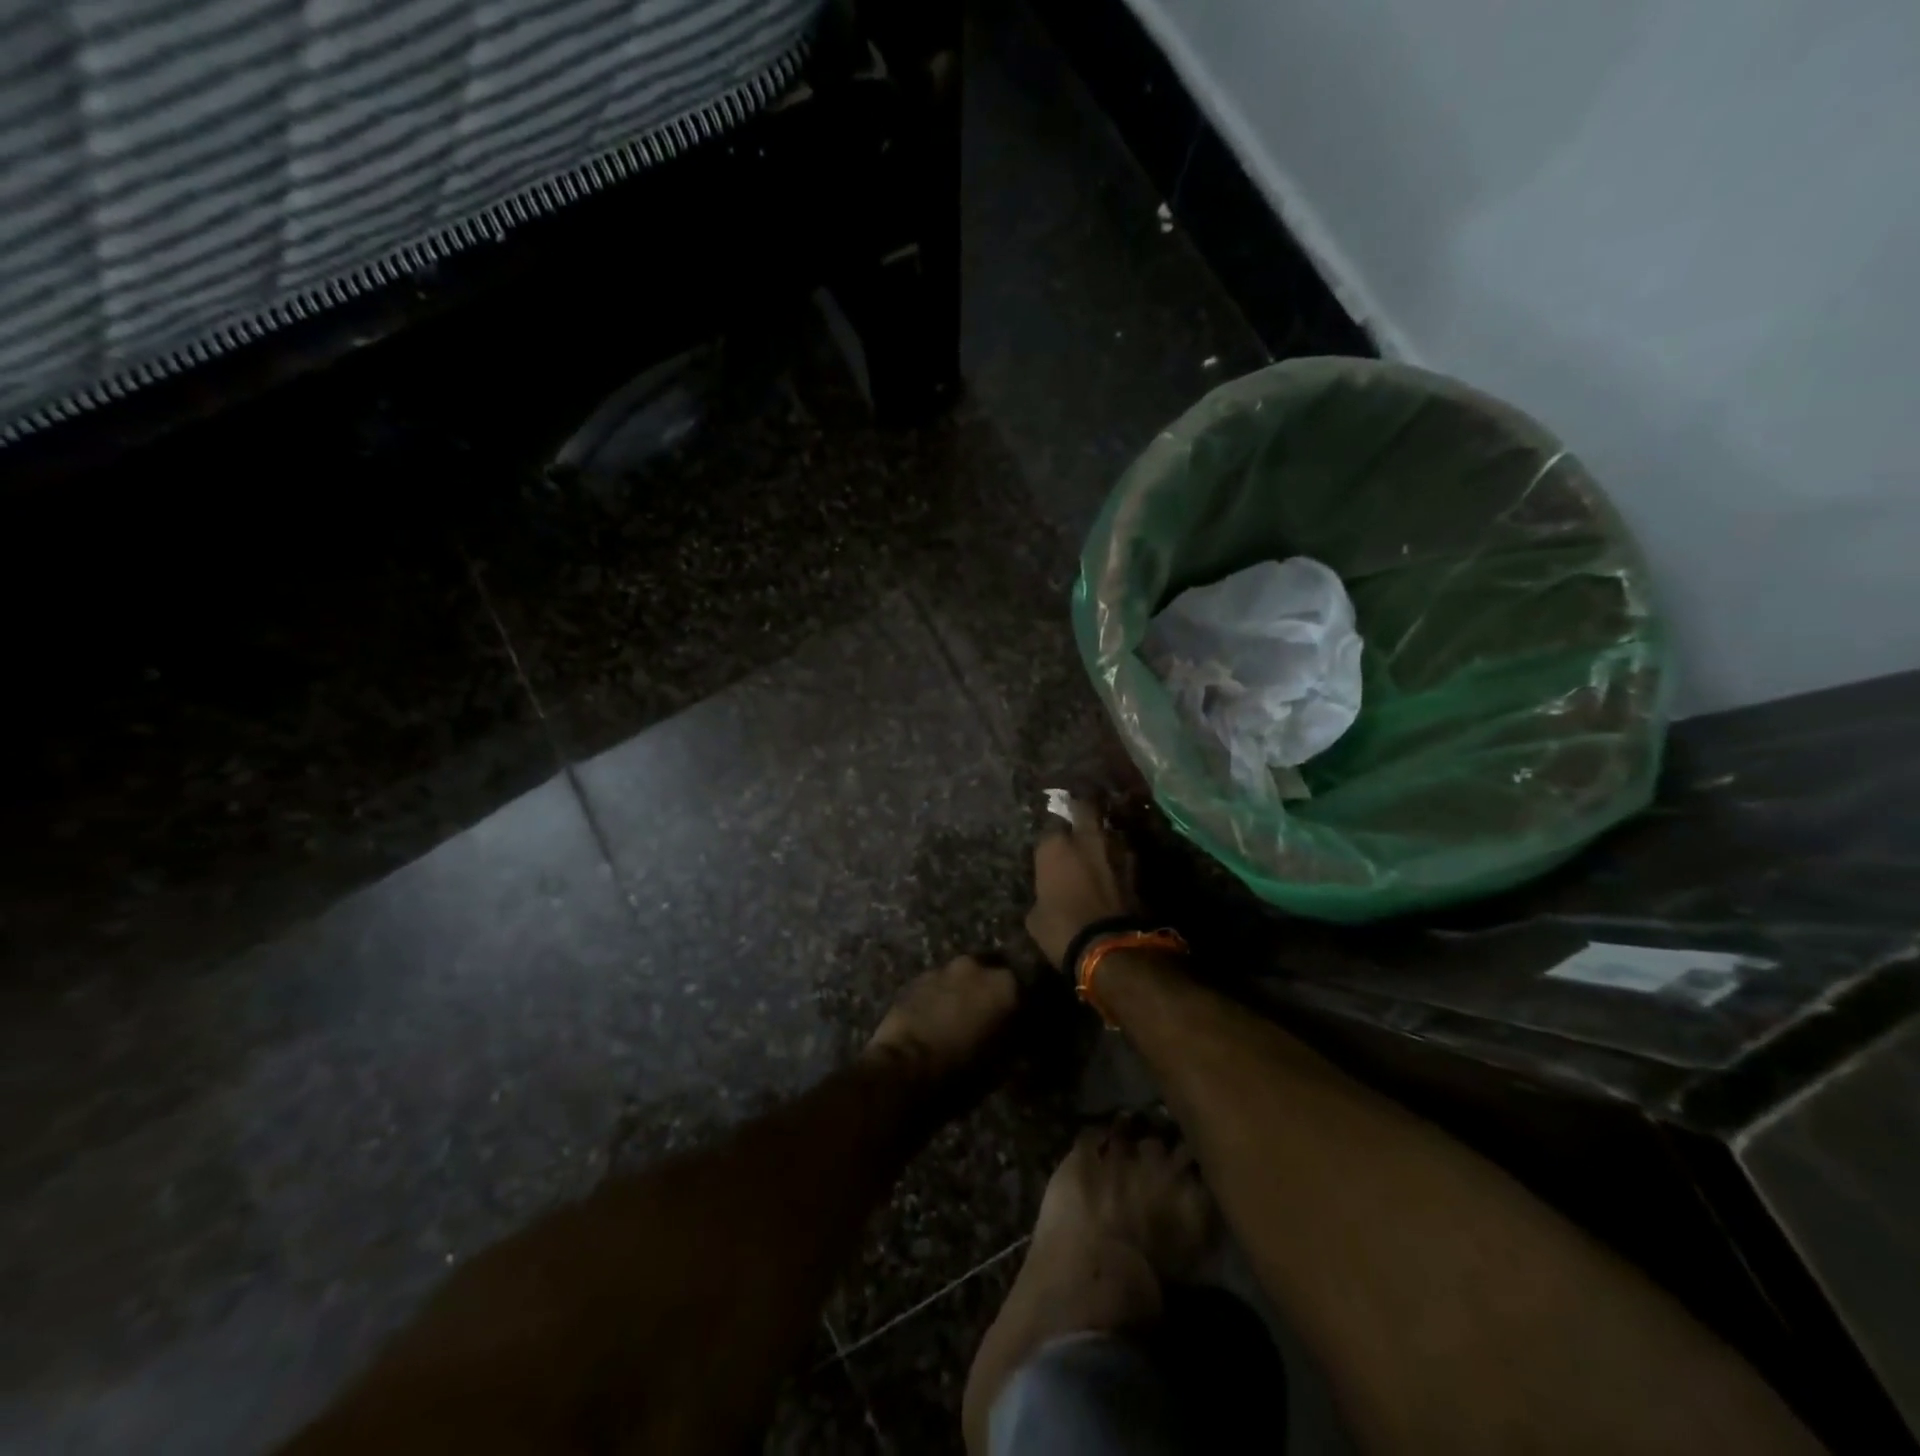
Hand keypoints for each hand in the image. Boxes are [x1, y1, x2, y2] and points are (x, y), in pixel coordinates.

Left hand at [864, 956, 1019, 1083]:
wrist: (904, 1068)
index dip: (1022, 1009)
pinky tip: (937, 1017)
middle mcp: (977, 966)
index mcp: (1006, 985)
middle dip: (991, 992)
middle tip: (988, 1017)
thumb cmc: (961, 1072)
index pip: (1025, 991)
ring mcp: (944, 968)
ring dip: (965, 991)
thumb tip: (1015, 1036)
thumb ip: (1013, 1041)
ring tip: (959, 1017)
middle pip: (992, 974)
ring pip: (963, 977)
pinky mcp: (916, 978)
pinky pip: (938, 984)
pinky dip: (941, 996)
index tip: (1018, 1025)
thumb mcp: (1001, 1065)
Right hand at [1026, 797, 1136, 968]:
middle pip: (1084, 806)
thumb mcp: (1035, 916)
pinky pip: (1124, 852)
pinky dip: (1119, 857)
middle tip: (1077, 817)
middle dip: (1080, 809)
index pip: (1048, 826)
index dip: (1050, 836)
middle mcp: (1085, 837)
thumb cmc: (1062, 930)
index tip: (1049, 844)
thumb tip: (1048, 893)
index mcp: (1054, 846)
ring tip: (1099, 845)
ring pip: (1109, 828)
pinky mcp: (1137, 865)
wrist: (1111, 947)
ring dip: (1103, 834)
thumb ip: (1042, 893)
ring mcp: (1116, 848)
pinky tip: (1115, 867)